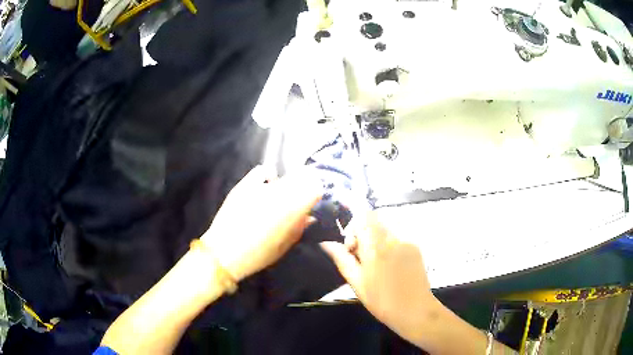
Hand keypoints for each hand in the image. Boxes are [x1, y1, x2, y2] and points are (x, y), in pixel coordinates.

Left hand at [201, 166, 322, 280]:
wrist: (224, 252)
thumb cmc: (259, 254)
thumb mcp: (286, 245)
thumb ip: (301, 227)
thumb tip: (309, 215)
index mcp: (292, 209)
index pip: (315, 189)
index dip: (316, 194)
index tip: (314, 202)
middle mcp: (279, 193)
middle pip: (302, 178)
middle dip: (304, 188)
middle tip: (299, 199)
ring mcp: (260, 186)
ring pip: (284, 176)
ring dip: (287, 184)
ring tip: (281, 196)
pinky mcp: (245, 183)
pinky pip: (263, 170)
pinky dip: (268, 176)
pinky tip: (266, 185)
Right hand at [321, 212, 440, 344]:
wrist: (415, 310)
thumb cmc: (382, 300)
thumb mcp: (357, 282)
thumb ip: (342, 259)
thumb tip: (326, 243)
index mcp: (376, 246)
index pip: (363, 215)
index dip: (353, 227)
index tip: (351, 248)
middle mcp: (393, 237)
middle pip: (374, 221)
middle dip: (364, 234)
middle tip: (361, 258)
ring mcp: (407, 241)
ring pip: (386, 230)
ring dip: (376, 240)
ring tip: (376, 264)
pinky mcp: (416, 247)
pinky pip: (397, 238)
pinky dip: (389, 246)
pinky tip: (390, 266)